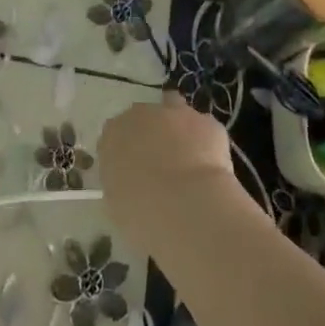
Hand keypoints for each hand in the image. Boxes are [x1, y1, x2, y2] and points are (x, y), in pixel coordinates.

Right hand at [98, 95, 244, 255]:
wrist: (185, 207)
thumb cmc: (140, 213)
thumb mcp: (117, 205)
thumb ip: (121, 185)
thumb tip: (132, 186)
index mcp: (113, 134)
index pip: (115, 135)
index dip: (127, 152)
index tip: (134, 173)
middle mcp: (142, 115)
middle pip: (145, 118)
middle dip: (152, 136)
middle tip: (161, 166)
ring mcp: (176, 114)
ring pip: (176, 112)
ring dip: (179, 129)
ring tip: (188, 158)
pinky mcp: (207, 123)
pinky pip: (204, 129)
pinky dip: (207, 144)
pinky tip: (211, 168)